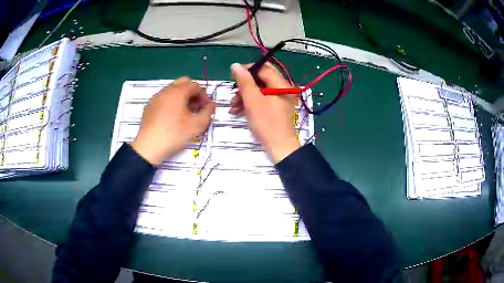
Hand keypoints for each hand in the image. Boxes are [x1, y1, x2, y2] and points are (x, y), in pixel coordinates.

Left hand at [131, 77, 215, 164]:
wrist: (149, 147)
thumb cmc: (174, 134)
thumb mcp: (197, 125)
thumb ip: (208, 112)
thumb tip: (212, 104)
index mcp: (178, 92)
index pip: (196, 85)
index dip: (204, 96)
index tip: (206, 109)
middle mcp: (166, 90)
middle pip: (183, 83)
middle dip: (192, 93)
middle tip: (196, 108)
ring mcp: (155, 98)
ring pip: (172, 90)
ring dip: (181, 97)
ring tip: (184, 114)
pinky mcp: (149, 107)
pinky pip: (163, 98)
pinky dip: (170, 103)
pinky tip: (171, 118)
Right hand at [230, 63, 299, 162]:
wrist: (279, 147)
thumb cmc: (267, 123)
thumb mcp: (253, 101)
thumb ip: (244, 81)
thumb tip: (236, 65)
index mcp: (281, 84)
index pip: (263, 68)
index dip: (247, 70)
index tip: (233, 77)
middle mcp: (282, 88)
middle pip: (260, 79)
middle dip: (244, 85)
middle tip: (233, 92)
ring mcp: (279, 99)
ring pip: (259, 90)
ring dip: (244, 96)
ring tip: (232, 105)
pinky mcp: (275, 108)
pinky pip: (261, 100)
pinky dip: (249, 103)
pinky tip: (237, 110)